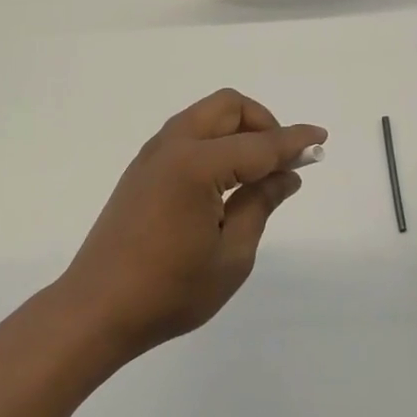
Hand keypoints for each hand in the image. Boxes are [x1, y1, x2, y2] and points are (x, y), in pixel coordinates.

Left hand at [59, 89, 325, 358]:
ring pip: (205, 116)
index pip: (259, 144)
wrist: (96, 309)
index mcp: (196, 165)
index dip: (294, 141)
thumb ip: (260, 205)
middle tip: (283, 159)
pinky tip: (226, 179)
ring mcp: (152, 155)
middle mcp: (172, 146)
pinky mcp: (142, 169)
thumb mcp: (231, 256)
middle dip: (263, 122)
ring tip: (259, 170)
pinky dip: (215, 141)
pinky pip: (187, 134)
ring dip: (237, 129)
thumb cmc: (169, 291)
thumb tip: (286, 175)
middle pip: (228, 106)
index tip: (321, 137)